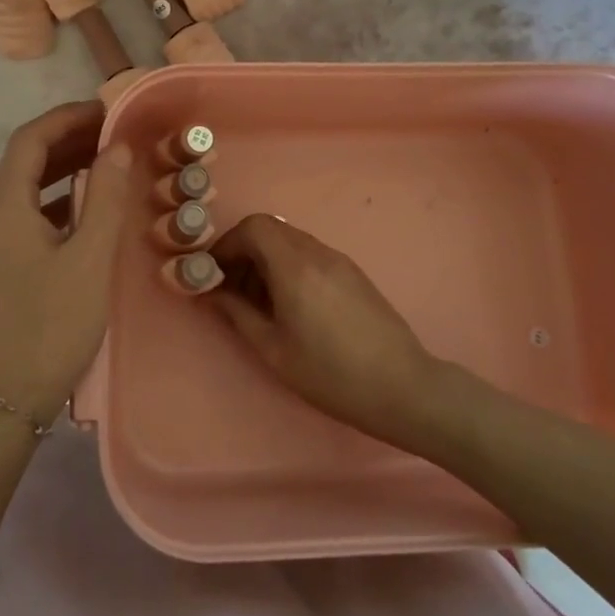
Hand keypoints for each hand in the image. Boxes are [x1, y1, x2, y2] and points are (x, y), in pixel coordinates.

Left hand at [0, 102, 132, 424]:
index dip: (67, 117)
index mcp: (3, 208)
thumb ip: (105, 198)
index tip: (106, 109)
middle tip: (115, 133)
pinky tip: (87, 207)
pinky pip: (27, 213)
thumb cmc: (52, 325)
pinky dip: (57, 199)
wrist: (7, 398)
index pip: (30, 140)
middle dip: (68, 140)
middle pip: (25, 160)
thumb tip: (118, 147)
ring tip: (107, 160)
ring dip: (63, 168)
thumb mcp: (90, 259)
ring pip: (26, 187)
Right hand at [208, 215, 441, 445]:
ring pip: (290, 241)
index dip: (227, 244)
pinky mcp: (353, 273)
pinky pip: (310, 254)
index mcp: (294, 267)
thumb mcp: (274, 350)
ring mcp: (339, 260)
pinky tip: (290, 305)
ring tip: (259, 302)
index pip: (253, 226)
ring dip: (266, 260)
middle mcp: (317, 252)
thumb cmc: (331, 374)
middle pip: (270, 229)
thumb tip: (212, 292)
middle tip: (231, 288)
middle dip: (243, 251)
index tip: (215, 273)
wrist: (402, 388)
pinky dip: (289, 266)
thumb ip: (238, 313)